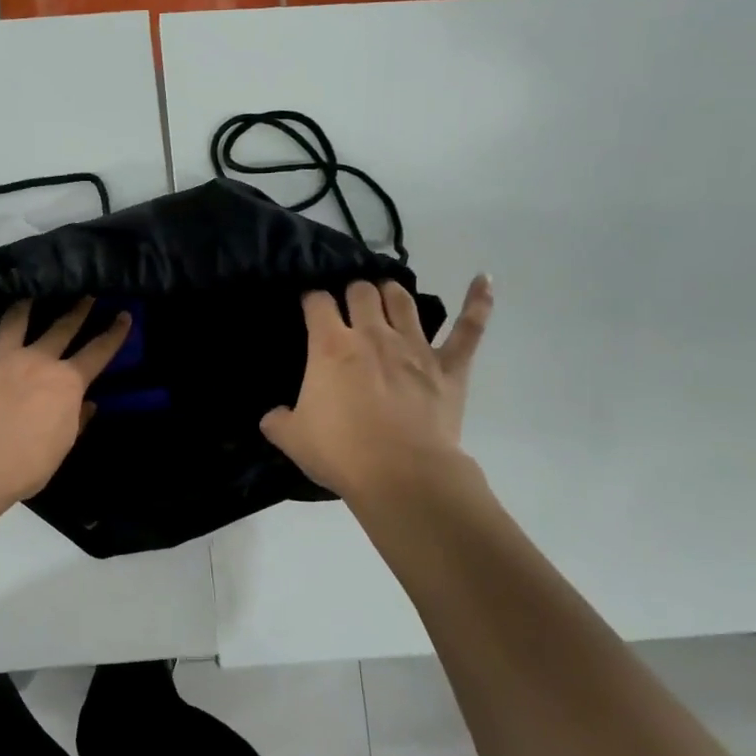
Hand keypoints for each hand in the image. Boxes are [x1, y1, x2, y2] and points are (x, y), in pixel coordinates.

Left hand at [0, 297, 131, 504]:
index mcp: (66, 382)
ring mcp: (0, 355)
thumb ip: (77, 420)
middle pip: (62, 326)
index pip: (98, 352)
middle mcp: (37, 359)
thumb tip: (89, 403)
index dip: (114, 333)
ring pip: (16, 318)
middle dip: (78, 308)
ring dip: (26, 304)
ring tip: (29, 295)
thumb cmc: (24, 465)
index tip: (124, 315)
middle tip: (86, 294)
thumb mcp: (61, 446)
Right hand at [261, 275, 492, 502]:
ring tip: (385, 295)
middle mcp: (372, 334)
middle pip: (362, 291)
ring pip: (403, 299)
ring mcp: (415, 346)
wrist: (402, 476)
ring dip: (391, 292)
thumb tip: (272, 416)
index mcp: (330, 346)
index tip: (310, 307)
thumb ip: (277, 421)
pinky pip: (469, 328)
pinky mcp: (449, 365)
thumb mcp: (293, 438)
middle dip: (352, 292)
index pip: (317, 303)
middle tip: (348, 307)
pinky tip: (483, 279)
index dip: (312, 300)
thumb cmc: (342, 453)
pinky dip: (478, 302)